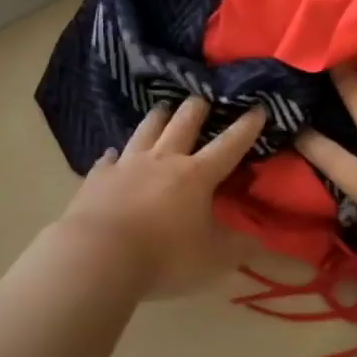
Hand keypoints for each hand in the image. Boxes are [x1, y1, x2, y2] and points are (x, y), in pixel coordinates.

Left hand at [57, 99, 267, 297]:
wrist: (99, 255)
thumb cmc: (163, 257)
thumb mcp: (212, 260)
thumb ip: (237, 247)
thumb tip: (259, 238)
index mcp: (196, 176)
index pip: (228, 146)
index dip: (246, 128)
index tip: (258, 108)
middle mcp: (162, 160)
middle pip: (182, 124)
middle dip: (197, 108)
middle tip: (202, 96)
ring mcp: (127, 165)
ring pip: (145, 131)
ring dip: (157, 118)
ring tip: (162, 107)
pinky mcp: (98, 177)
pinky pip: (108, 159)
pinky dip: (114, 155)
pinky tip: (112, 154)